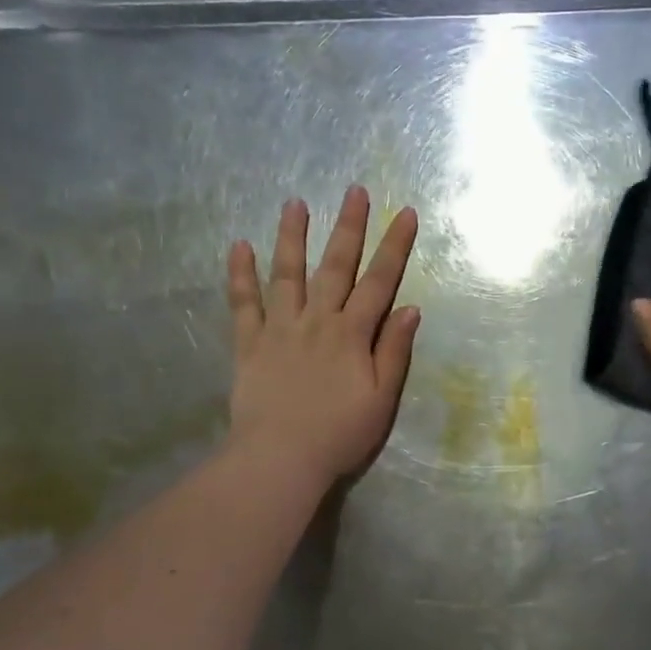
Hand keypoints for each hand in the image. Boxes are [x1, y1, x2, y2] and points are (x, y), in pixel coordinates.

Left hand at [226, 186, 420, 485]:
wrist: (280, 459)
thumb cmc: (339, 434)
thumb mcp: (381, 399)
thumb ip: (394, 352)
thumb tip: (411, 309)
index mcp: (352, 334)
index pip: (379, 282)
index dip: (394, 246)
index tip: (405, 213)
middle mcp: (317, 321)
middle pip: (335, 266)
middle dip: (348, 227)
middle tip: (354, 191)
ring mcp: (280, 329)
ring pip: (287, 274)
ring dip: (292, 237)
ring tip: (294, 203)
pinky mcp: (249, 344)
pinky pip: (243, 304)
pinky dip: (240, 275)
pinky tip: (239, 246)